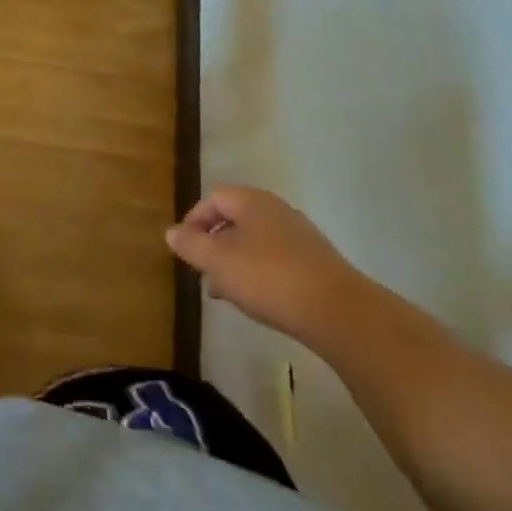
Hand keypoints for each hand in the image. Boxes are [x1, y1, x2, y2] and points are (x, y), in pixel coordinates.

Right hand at [166, 187, 372, 348]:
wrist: (340, 313)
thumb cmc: (269, 278)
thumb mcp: (218, 262)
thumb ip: (191, 245)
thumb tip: (171, 232)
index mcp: (252, 201)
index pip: (213, 198)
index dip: (194, 220)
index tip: (186, 249)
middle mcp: (277, 210)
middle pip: (235, 218)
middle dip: (215, 243)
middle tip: (204, 271)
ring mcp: (301, 236)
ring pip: (256, 241)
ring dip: (236, 261)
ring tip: (227, 292)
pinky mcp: (317, 262)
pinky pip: (277, 259)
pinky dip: (260, 273)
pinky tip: (259, 299)